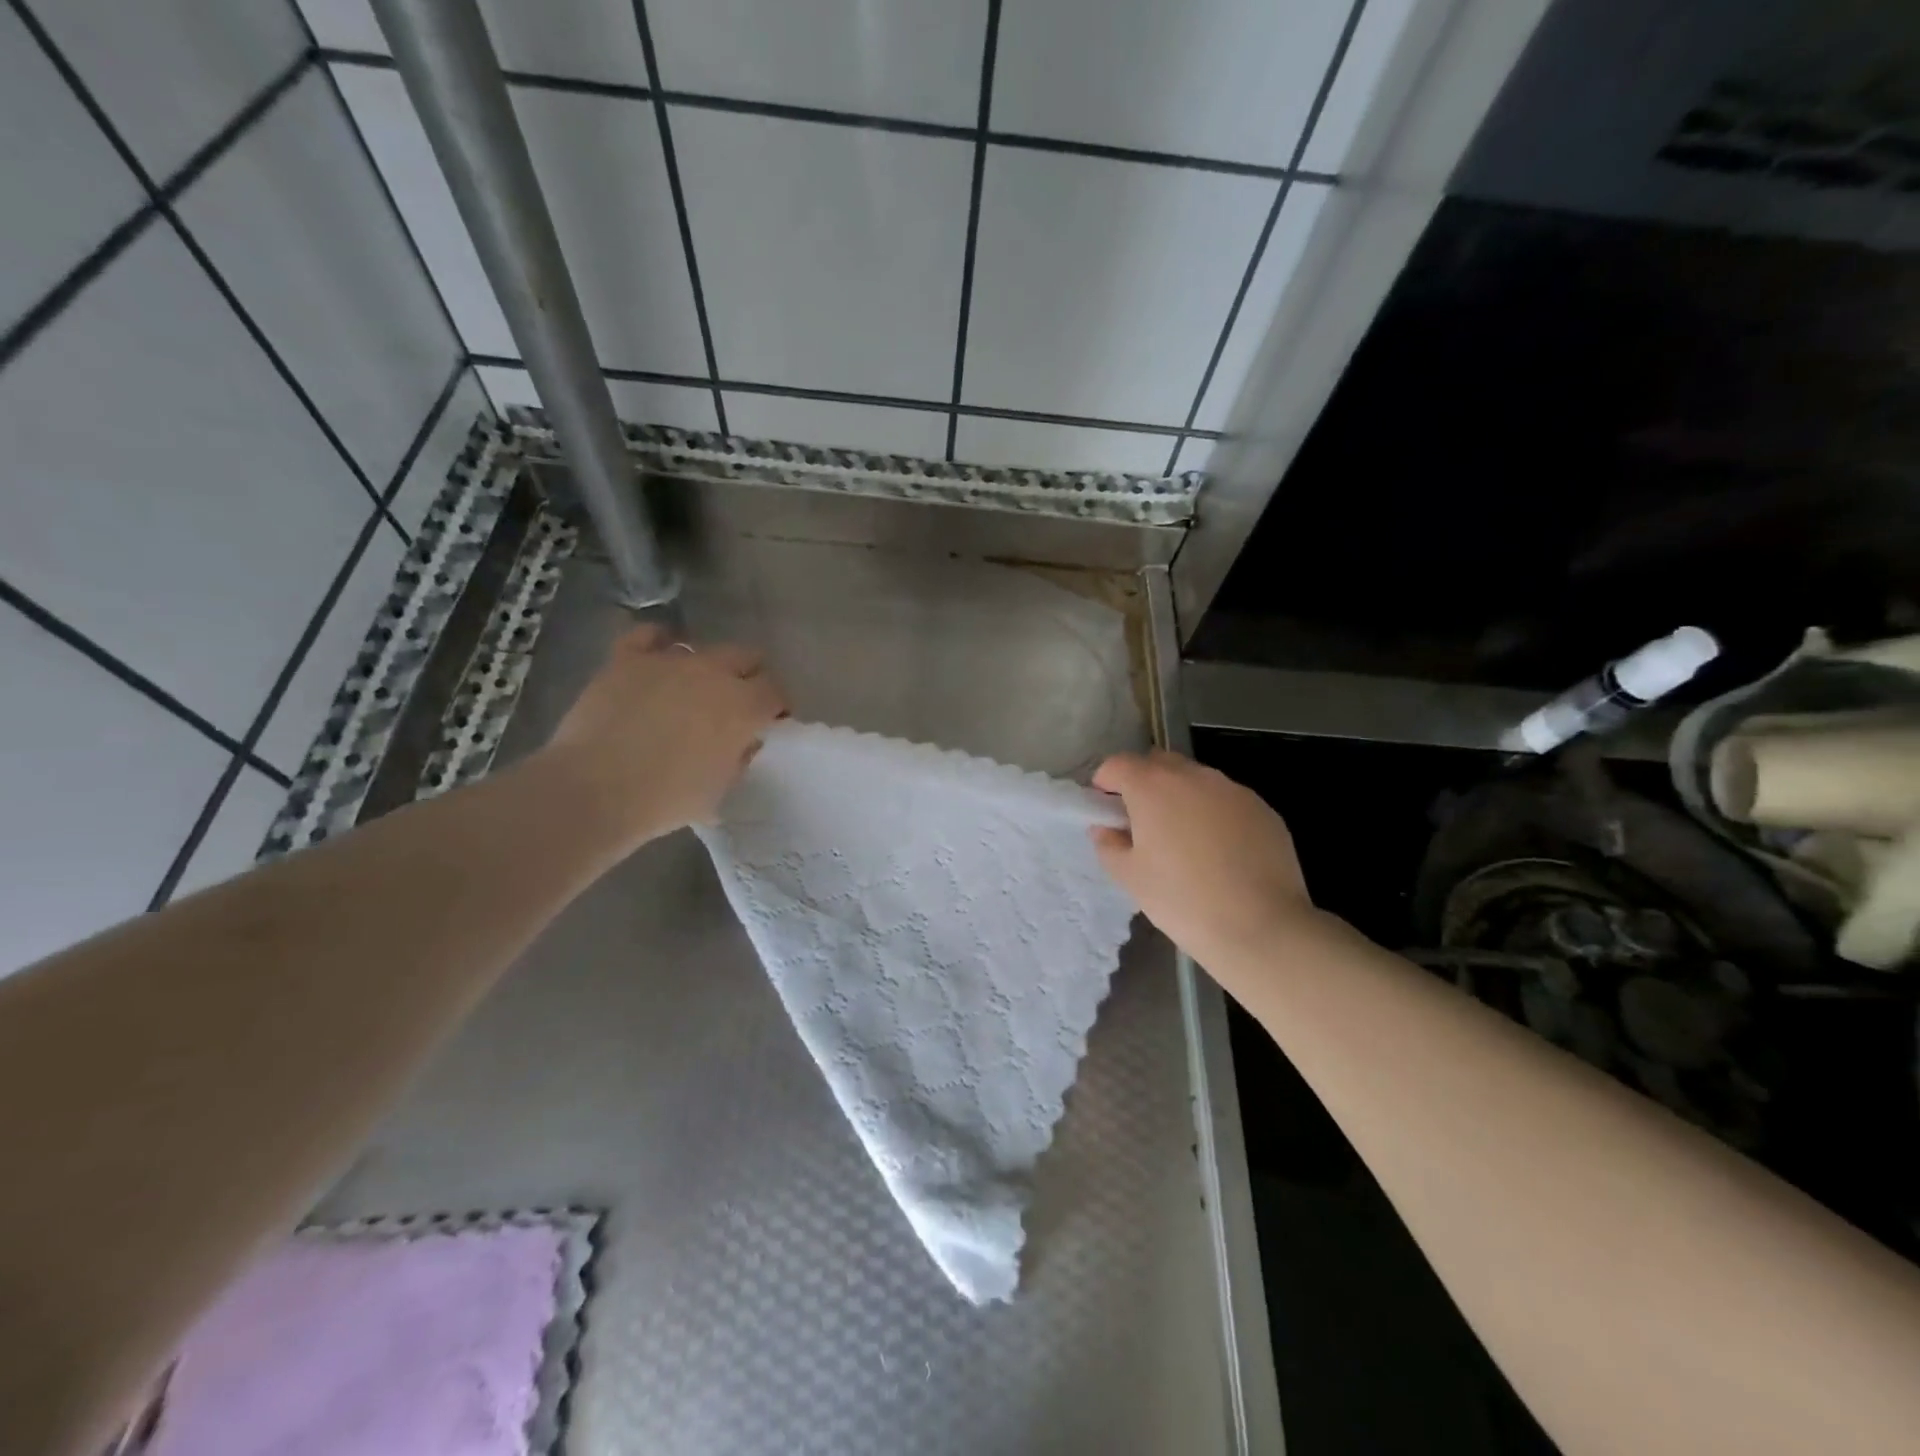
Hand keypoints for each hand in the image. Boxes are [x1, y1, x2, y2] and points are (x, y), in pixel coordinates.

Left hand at [540, 624, 785, 846]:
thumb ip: (739, 758)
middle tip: (739, 702)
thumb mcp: (720, 790)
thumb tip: (742, 742)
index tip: (771, 722)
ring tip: (693, 689)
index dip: (777, 706)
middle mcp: (713, 672)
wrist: (595, 790)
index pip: (776, 691)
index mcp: (744, 706)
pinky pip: (648, 636)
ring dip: (705, 667)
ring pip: (701, 648)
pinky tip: (657, 655)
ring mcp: (669, 660)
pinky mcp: (627, 659)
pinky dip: (658, 642)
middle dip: (750, 676)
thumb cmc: (666, 799)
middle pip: (747, 656)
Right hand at [1091, 750, 1319, 971]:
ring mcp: (1233, 789)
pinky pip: (1227, 800)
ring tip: (1185, 841)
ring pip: (1196, 780)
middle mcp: (1193, 776)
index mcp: (1153, 786)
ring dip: (1181, 797)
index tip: (1106, 810)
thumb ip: (1109, 844)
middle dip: (1144, 783)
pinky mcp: (1263, 808)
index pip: (1118, 764)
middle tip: (1143, 823)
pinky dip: (1214, 814)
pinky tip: (1220, 852)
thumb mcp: (1130, 877)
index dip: (1105, 783)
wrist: (1261, 927)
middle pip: (1158, 763)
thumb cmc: (1182, 900)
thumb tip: (1106, 828)